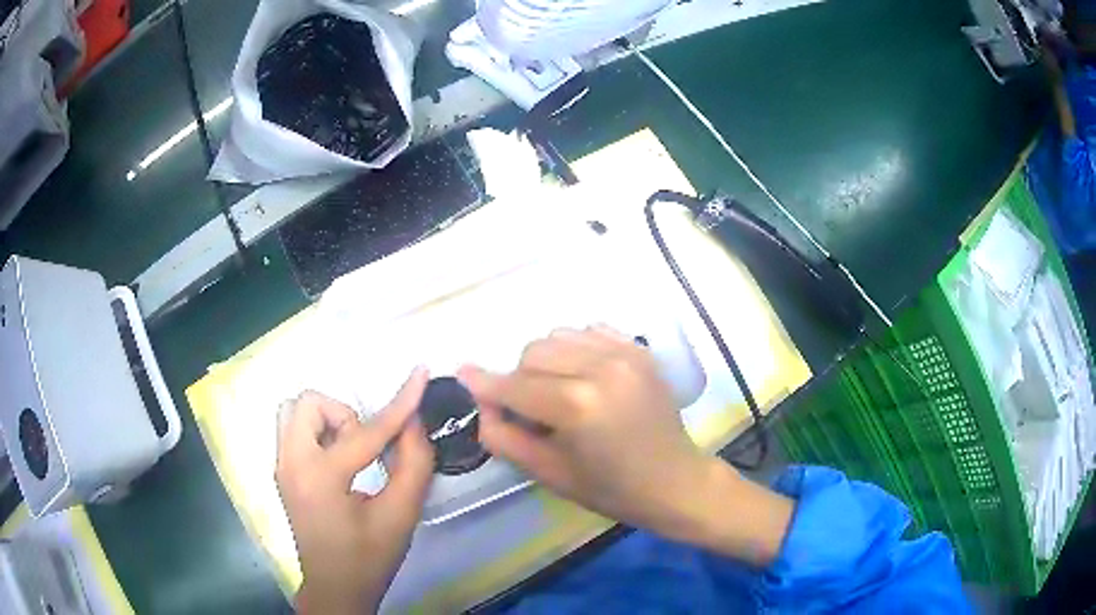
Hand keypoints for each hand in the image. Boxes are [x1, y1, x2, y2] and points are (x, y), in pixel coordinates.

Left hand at [276, 369, 433, 614]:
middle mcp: (291, 463)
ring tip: (350, 456)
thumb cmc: (368, 558)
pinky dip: (319, 434)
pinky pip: (294, 430)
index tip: (420, 373)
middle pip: (308, 403)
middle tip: (365, 450)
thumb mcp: (400, 516)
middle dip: (344, 417)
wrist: (335, 587)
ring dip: (328, 422)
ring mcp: (281, 466)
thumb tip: (414, 422)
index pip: (364, 431)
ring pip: (295, 412)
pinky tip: (339, 465)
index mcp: (320, 477)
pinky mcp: (283, 472)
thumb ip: (413, 464)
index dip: (399, 403)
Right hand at [459, 327, 792, 565]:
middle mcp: (600, 368)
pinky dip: (575, 349)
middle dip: (519, 380)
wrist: (673, 480)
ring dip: (546, 362)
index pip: (514, 386)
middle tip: (530, 410)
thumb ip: (503, 436)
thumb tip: (479, 402)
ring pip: (558, 337)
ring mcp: (624, 353)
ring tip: (559, 392)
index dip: (484, 384)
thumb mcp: (548, 472)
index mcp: (577, 405)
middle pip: (532, 353)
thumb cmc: (610, 488)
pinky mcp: (639, 349)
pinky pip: (589, 331)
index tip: (462, 374)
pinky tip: (584, 376)